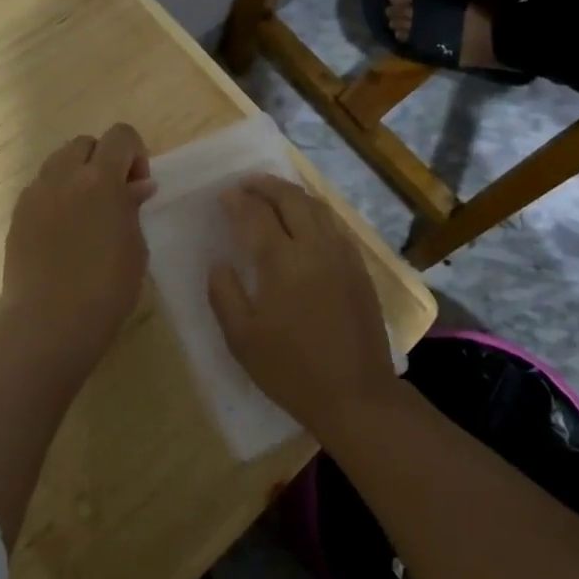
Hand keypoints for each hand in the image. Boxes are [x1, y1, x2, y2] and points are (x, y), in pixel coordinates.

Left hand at [4, 124, 156, 373]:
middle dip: (103, 159)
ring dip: (76, 174)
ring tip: (85, 211)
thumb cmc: (107, 288)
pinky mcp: (17, 215)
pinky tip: (62, 230)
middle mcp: (64, 176)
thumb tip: (137, 186)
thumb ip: (133, 207)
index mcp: (100, 179)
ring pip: (58, 161)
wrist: (51, 323)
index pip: (121, 135)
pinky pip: (39, 188)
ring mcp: (35, 194)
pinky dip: (55, 196)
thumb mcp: (135, 246)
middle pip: (85, 142)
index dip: (135, 153)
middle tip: (113, 196)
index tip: (137, 186)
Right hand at [206, 176, 398, 438]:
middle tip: (247, 183)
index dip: (238, 201)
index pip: (256, 214)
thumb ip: (224, 294)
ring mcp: (342, 254)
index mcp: (282, 261)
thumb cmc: (291, 370)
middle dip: (265, 185)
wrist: (356, 396)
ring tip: (273, 193)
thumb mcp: (242, 338)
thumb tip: (219, 262)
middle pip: (290, 198)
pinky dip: (315, 211)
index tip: (224, 196)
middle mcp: (314, 246)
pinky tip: (306, 220)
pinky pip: (335, 224)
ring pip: (317, 206)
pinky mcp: (359, 267)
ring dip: (291, 193)